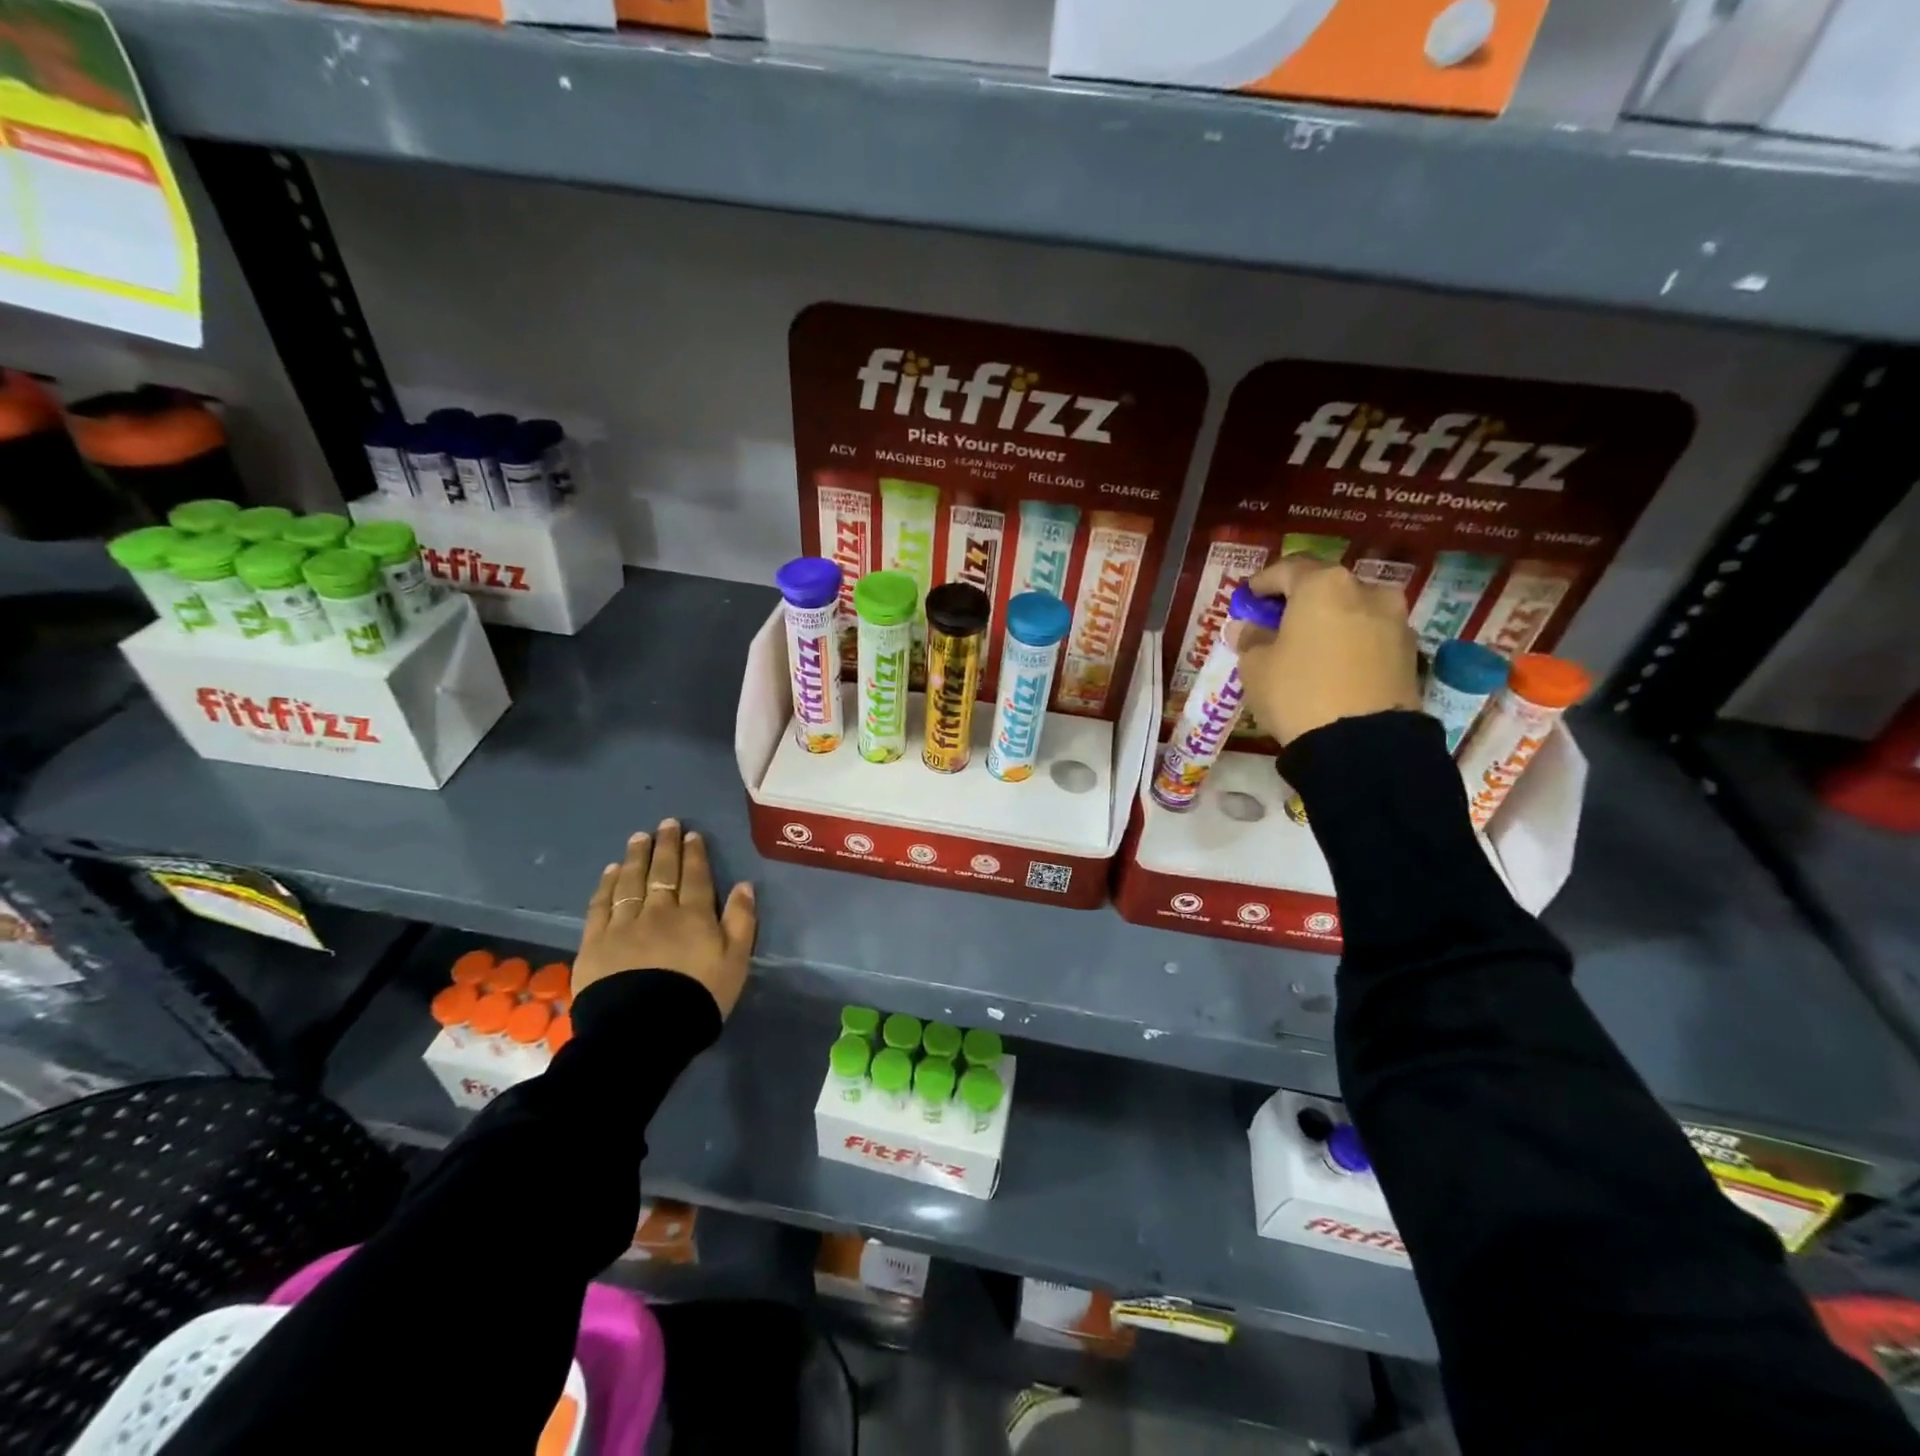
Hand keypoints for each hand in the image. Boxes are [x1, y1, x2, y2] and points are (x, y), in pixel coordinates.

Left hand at [575, 819, 756, 1016]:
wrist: (642, 1031)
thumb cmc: (698, 997)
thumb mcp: (736, 962)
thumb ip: (742, 922)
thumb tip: (744, 885)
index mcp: (695, 916)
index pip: (696, 876)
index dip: (695, 854)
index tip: (692, 834)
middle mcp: (659, 911)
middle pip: (662, 872)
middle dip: (666, 845)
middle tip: (666, 823)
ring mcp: (624, 925)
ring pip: (631, 882)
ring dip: (636, 857)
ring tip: (638, 838)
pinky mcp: (595, 942)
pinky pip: (601, 905)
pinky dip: (607, 885)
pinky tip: (610, 871)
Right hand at [1235, 556, 1420, 746]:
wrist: (1362, 744)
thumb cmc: (1297, 692)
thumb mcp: (1256, 667)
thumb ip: (1251, 639)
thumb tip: (1247, 627)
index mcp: (1324, 585)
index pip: (1287, 569)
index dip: (1263, 582)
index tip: (1248, 598)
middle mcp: (1366, 591)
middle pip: (1325, 587)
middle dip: (1300, 601)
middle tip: (1277, 622)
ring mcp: (1395, 622)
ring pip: (1353, 612)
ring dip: (1330, 622)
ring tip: (1308, 648)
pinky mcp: (1410, 654)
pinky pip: (1370, 638)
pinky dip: (1350, 644)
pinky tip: (1334, 666)